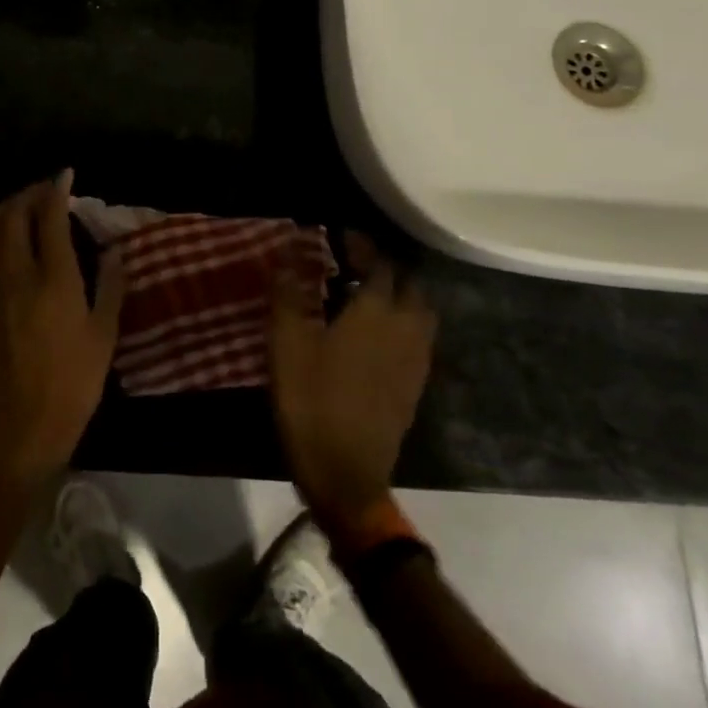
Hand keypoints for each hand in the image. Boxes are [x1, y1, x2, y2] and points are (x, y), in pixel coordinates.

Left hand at [0, 171, 123, 486]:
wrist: (25, 423)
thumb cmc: (75, 380)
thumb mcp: (104, 332)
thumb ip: (109, 284)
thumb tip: (113, 249)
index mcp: (54, 277)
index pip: (50, 216)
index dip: (57, 189)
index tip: (66, 175)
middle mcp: (17, 273)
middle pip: (12, 214)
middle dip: (28, 193)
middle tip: (45, 189)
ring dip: (4, 209)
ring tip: (21, 206)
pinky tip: (0, 243)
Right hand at [269, 233, 436, 538]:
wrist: (345, 471)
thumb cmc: (311, 399)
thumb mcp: (287, 342)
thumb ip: (288, 292)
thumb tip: (289, 252)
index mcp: (376, 312)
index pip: (380, 264)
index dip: (363, 245)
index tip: (341, 236)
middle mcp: (406, 329)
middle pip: (409, 286)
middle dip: (385, 268)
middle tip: (354, 265)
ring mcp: (416, 361)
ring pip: (420, 313)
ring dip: (399, 295)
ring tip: (366, 295)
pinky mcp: (414, 386)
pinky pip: (418, 339)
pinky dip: (402, 323)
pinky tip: (375, 334)